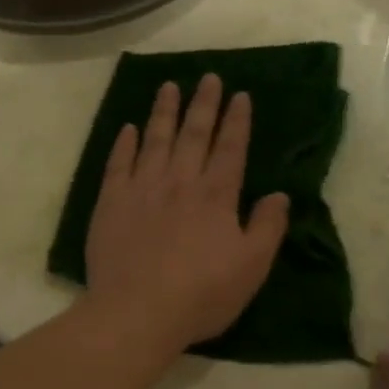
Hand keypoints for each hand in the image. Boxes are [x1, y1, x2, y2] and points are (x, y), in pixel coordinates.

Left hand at [84, 75, 289, 355]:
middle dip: (203, 104)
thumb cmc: (201, 295)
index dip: (237, 121)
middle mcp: (179, 183)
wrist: (136, 311)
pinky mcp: (110, 203)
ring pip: (155, 140)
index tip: (240, 95)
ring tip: (168, 86)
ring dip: (163, 112)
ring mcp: (141, 189)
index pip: (230, 149)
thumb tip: (279, 194)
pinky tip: (129, 128)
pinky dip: (124, 143)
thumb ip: (268, 227)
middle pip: (193, 135)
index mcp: (216, 196)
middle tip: (208, 77)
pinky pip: (117, 164)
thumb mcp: (251, 267)